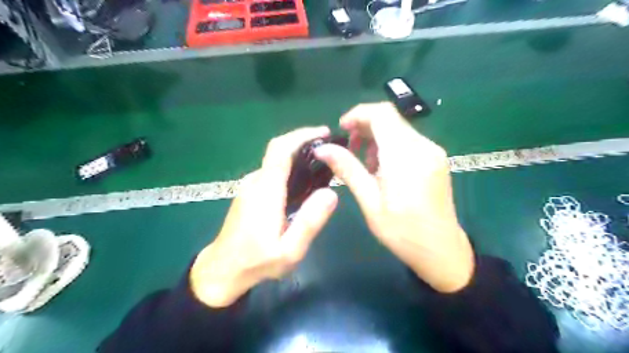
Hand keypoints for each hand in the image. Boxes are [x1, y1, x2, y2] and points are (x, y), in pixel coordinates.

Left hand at [191, 127, 338, 306]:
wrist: (223, 270)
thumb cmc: (257, 262)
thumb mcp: (289, 250)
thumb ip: (309, 222)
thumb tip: (331, 193)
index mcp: (265, 190)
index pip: (280, 150)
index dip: (301, 136)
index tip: (323, 133)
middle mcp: (256, 181)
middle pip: (278, 150)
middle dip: (304, 142)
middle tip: (330, 149)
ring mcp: (250, 186)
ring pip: (276, 161)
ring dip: (298, 154)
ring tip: (323, 163)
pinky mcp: (250, 192)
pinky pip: (272, 171)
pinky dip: (290, 167)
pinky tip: (305, 181)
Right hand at [318, 102, 474, 292]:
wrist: (442, 251)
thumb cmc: (403, 232)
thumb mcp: (370, 202)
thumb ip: (348, 169)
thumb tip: (323, 148)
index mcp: (405, 156)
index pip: (382, 114)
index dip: (358, 114)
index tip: (341, 129)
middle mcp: (423, 146)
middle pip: (390, 119)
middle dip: (365, 127)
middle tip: (349, 150)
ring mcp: (433, 152)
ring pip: (399, 129)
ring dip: (376, 139)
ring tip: (365, 165)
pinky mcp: (436, 159)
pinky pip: (409, 141)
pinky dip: (390, 147)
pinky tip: (383, 169)